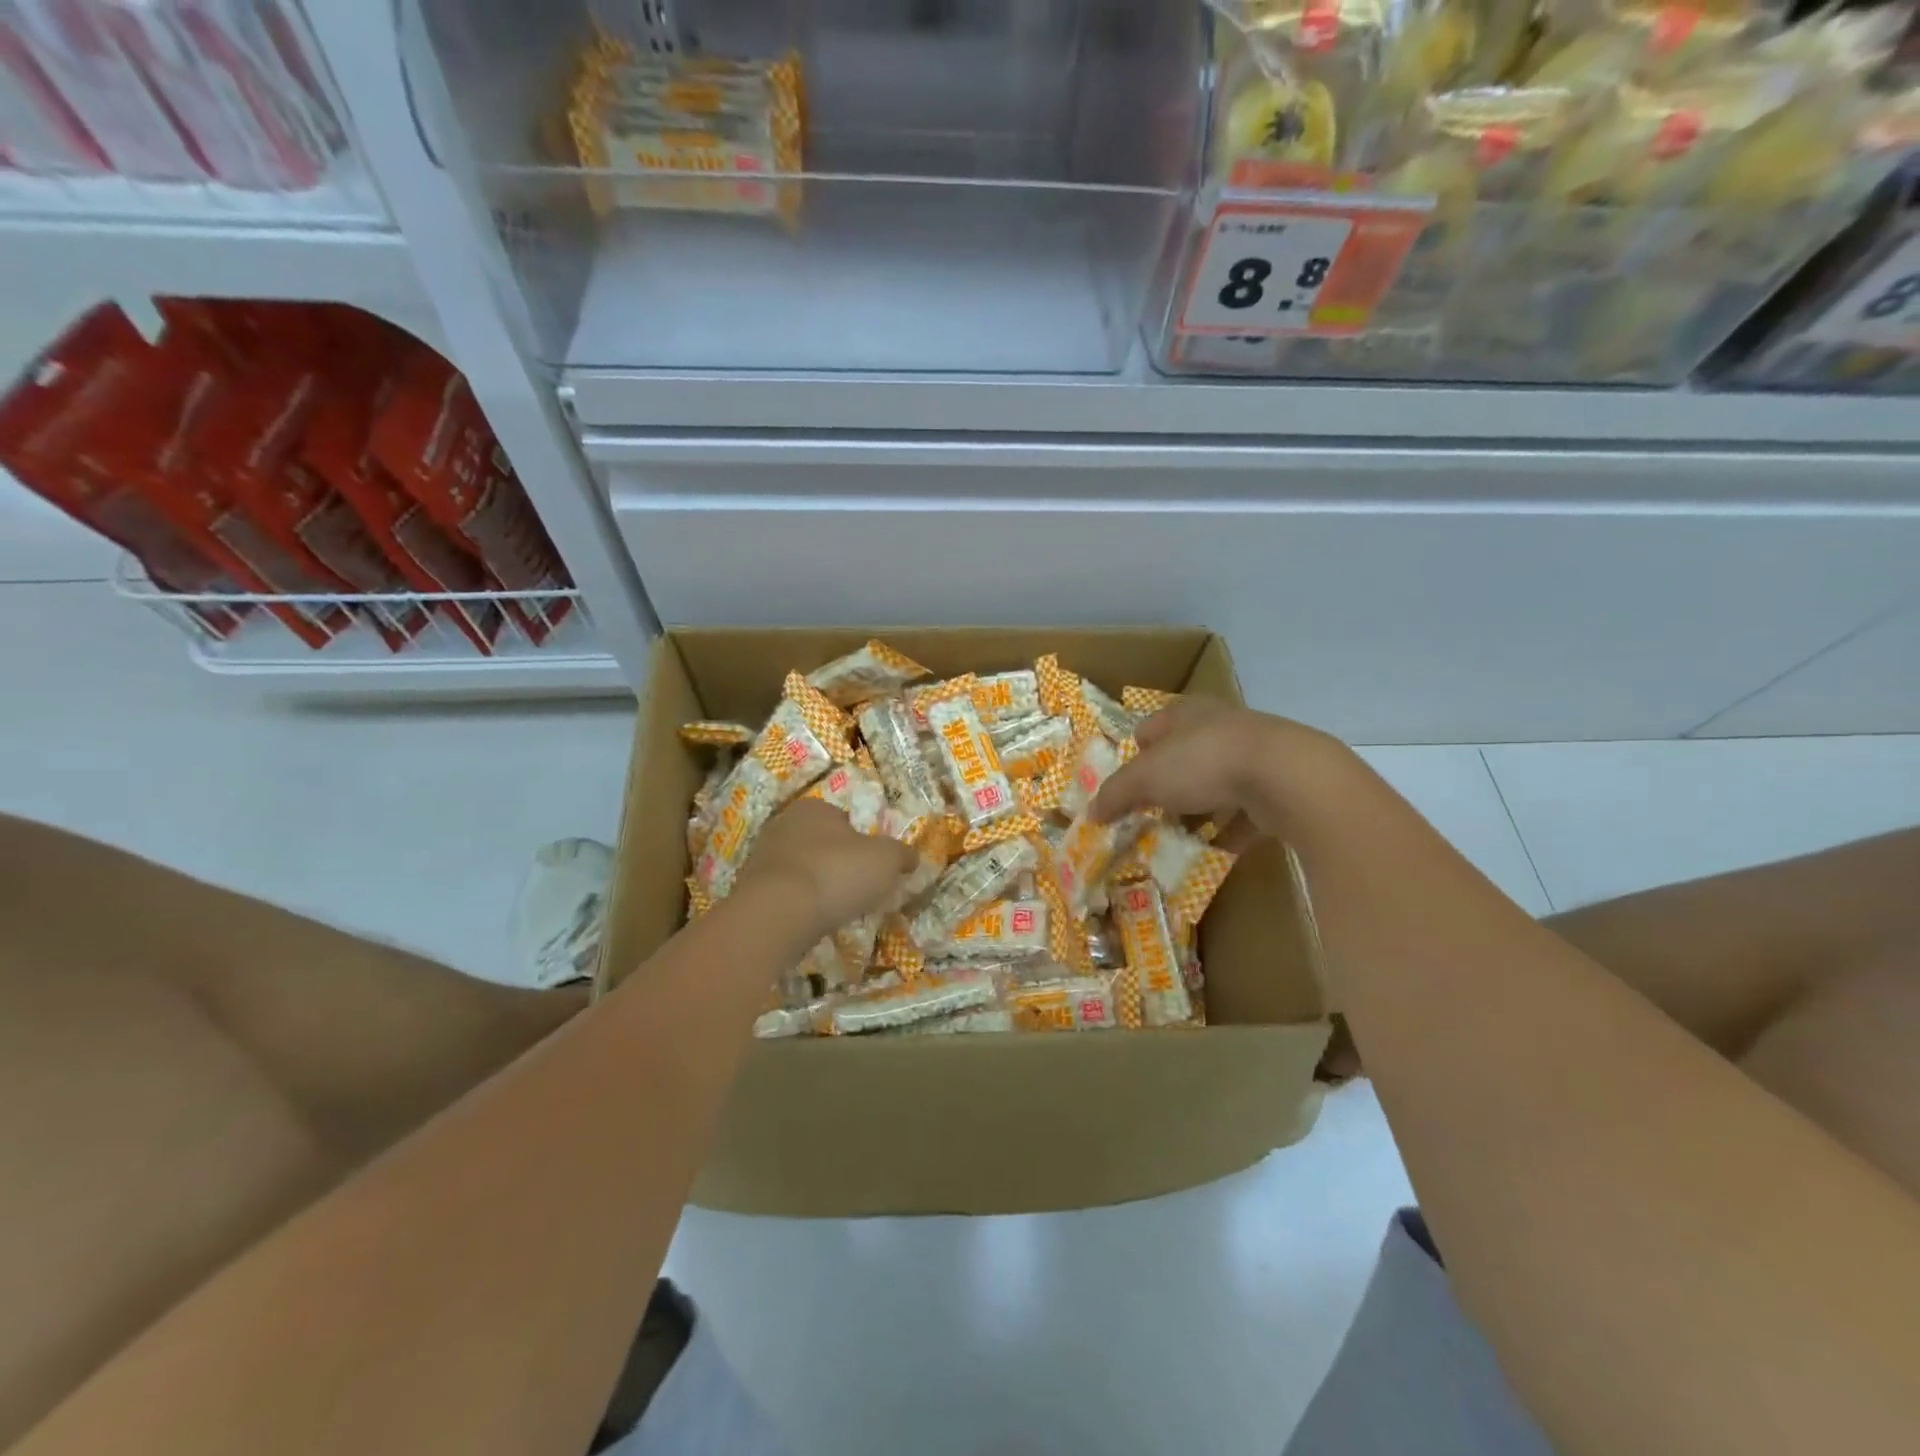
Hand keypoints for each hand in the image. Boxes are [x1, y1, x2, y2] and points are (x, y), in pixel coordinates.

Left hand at [735, 798, 918, 941]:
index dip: (861, 840)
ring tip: (835, 910)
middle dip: (837, 862)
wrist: (776, 914)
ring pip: (800, 869)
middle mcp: (783, 825)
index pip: (842, 818)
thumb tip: (911, 858)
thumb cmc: (836, 873)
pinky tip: (810, 922)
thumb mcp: (886, 860)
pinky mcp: (749, 891)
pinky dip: (798, 906)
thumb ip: (901, 855)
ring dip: (817, 886)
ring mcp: (761, 858)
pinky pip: (783, 895)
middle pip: (820, 843)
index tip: (872, 865)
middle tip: (857, 888)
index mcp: (814, 807)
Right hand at [1090, 699, 1341, 843]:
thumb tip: (1091, 812)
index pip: (1151, 728)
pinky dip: (1229, 831)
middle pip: (1183, 757)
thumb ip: (1116, 794)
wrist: (1286, 777)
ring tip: (1178, 837)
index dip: (1135, 754)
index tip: (1126, 785)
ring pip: (1215, 784)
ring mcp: (1253, 756)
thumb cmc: (1204, 762)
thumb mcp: (1146, 777)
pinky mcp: (1278, 786)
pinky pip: (1244, 812)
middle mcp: (1220, 727)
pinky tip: (1214, 852)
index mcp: (1186, 714)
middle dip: (1166, 786)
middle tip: (1148, 814)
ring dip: (1198, 809)